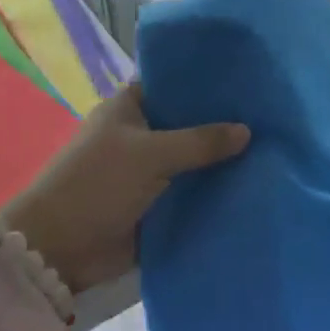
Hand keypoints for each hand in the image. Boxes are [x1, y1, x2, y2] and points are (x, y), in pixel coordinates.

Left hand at [1, 84, 248, 295]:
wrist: (59, 249)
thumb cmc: (97, 184)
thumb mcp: (150, 154)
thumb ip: (200, 142)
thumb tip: (247, 130)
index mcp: (129, 107)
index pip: (173, 84)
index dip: (205, 83)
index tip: (246, 81)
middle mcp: (139, 134)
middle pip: (187, 124)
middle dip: (220, 125)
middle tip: (269, 118)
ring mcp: (147, 171)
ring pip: (191, 160)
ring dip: (219, 162)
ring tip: (270, 150)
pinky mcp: (154, 204)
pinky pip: (189, 193)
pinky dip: (211, 192)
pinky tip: (251, 186)